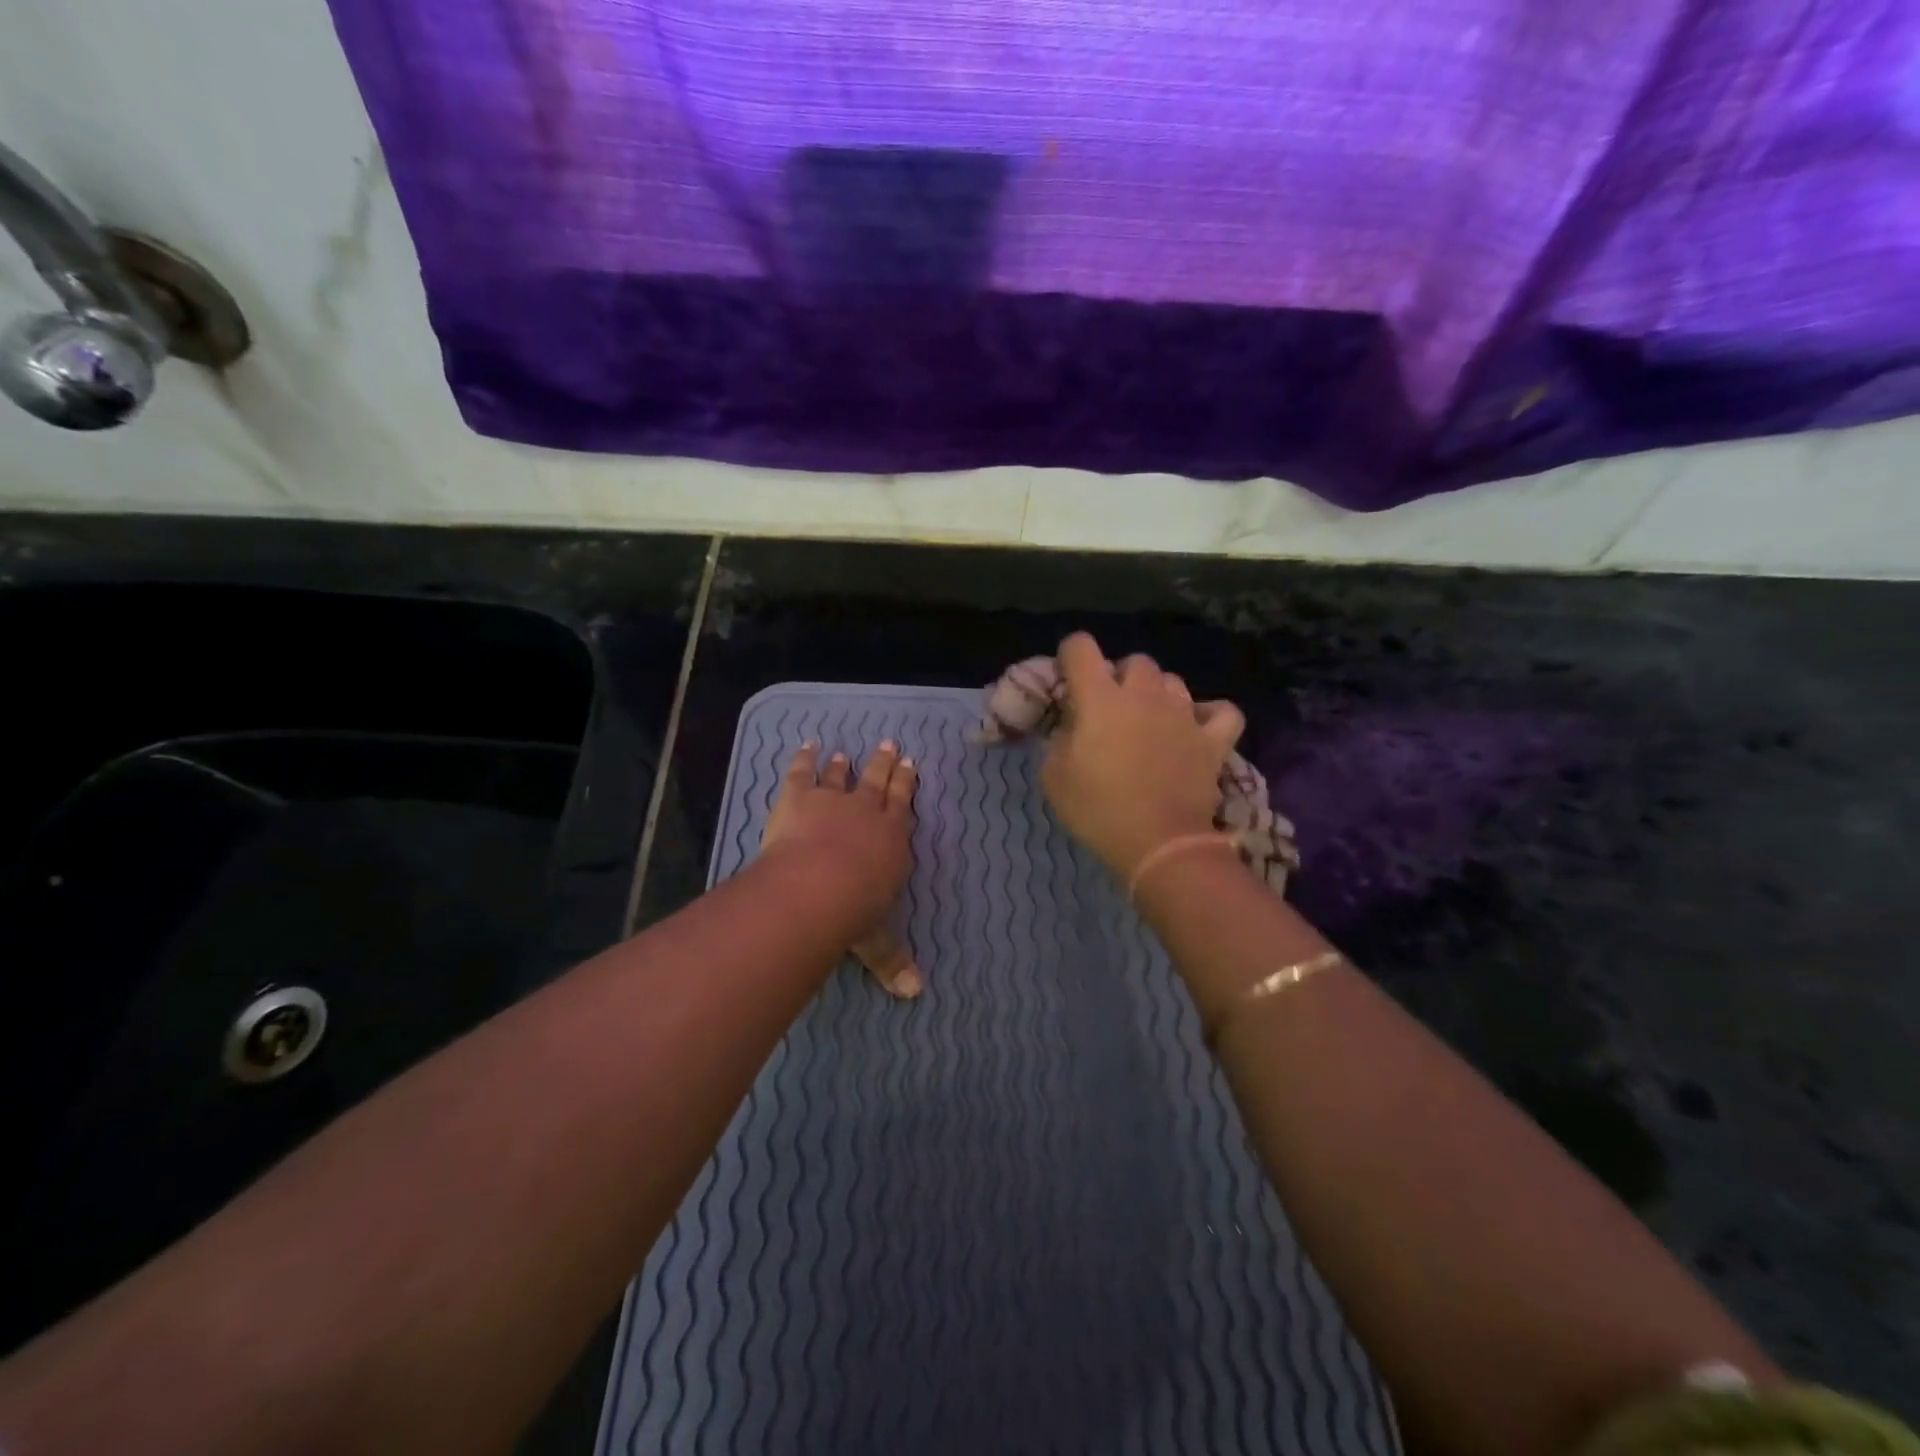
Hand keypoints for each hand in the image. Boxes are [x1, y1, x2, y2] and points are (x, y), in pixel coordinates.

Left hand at [762, 741, 922, 997]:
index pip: (903, 809)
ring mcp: (834, 800)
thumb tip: (915, 994)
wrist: (819, 886)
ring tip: (846, 753)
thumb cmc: (855, 913)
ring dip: (845, 764)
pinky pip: (803, 772)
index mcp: (893, 842)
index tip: (911, 766)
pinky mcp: (800, 796)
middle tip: (891, 747)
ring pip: (843, 776)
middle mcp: (869, 814)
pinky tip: (805, 746)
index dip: (907, 787)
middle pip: (879, 783)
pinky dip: (803, 758)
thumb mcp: (877, 942)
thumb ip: (893, 962)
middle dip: (886, 765)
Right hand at [1039, 632, 1245, 880]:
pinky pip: (1221, 711)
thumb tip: (1072, 725)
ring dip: (1158, 694)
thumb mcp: (1054, 776)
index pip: (1080, 647)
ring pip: (1173, 682)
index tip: (1068, 679)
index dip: (1070, 655)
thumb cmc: (1098, 810)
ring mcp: (1184, 714)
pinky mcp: (1213, 740)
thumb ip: (1059, 739)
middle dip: (1120, 677)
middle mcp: (1144, 694)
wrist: (1158, 845)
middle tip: (1111, 709)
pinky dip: (1209, 715)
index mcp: (1100, 697)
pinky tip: (1196, 728)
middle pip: (1134, 661)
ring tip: (1151, 721)